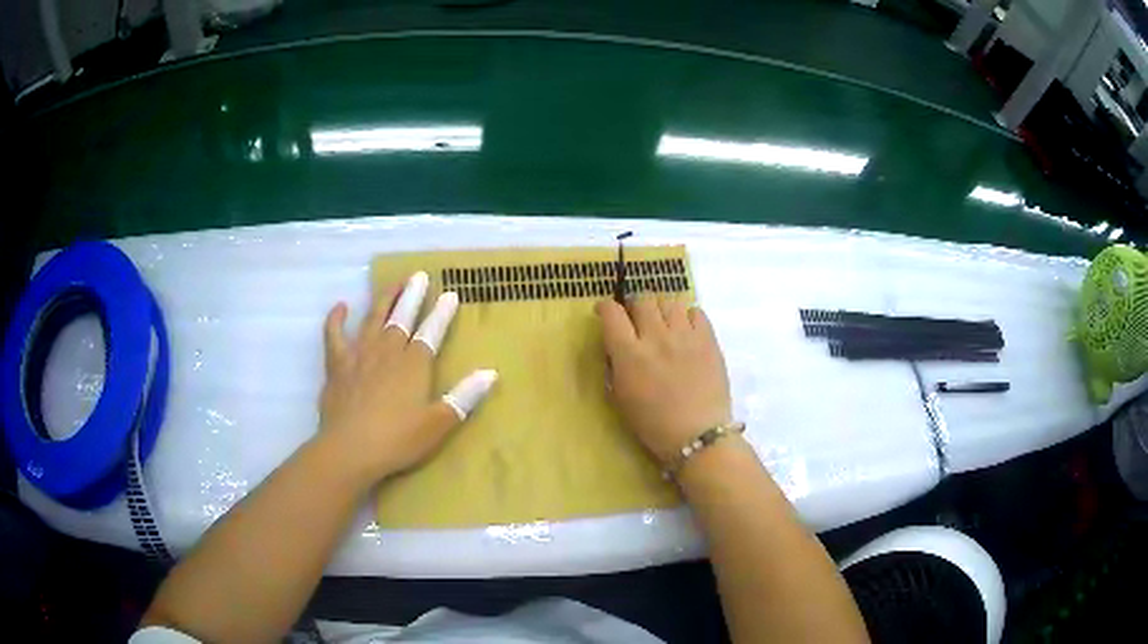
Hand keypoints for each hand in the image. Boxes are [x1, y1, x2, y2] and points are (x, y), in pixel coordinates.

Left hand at [319, 272, 496, 481]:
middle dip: (412, 295)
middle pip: (401, 317)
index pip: (431, 332)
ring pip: (372, 319)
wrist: (349, 451)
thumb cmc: (397, 440)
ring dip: (383, 299)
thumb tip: (491, 373)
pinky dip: (336, 319)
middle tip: (419, 276)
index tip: (449, 294)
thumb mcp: (438, 424)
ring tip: (392, 283)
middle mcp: (387, 352)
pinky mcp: (336, 365)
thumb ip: (463, 397)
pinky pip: (334, 335)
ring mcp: (359, 355)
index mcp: (413, 365)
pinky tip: (341, 307)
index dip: (441, 313)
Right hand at [596, 297, 731, 465]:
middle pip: (642, 300)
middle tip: (637, 319)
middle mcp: (656, 337)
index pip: (612, 313)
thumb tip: (616, 347)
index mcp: (629, 354)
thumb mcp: (621, 398)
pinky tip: (686, 330)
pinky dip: (687, 316)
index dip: (605, 307)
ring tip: (664, 323)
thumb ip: (615, 367)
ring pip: (669, 301)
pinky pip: (696, 311)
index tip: (605, 312)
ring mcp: (685, 335)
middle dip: (635, 306)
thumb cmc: (654, 425)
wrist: (698, 435)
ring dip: (661, 309)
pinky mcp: (708, 339)